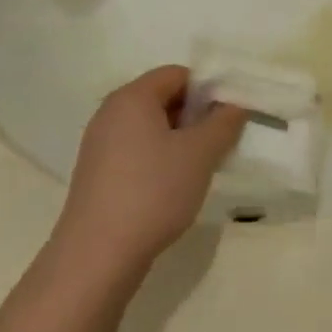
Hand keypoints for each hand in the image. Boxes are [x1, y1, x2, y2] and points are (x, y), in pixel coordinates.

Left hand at [52, 66, 246, 276]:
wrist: (97, 256)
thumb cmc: (153, 192)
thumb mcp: (200, 153)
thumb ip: (223, 122)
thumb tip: (234, 104)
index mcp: (132, 97)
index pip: (177, 74)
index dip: (207, 89)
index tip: (229, 117)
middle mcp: (110, 113)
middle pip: (163, 98)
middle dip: (195, 116)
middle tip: (220, 142)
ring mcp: (100, 145)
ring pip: (151, 128)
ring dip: (180, 140)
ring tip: (201, 168)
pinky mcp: (97, 175)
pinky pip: (136, 152)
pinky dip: (159, 160)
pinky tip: (174, 188)